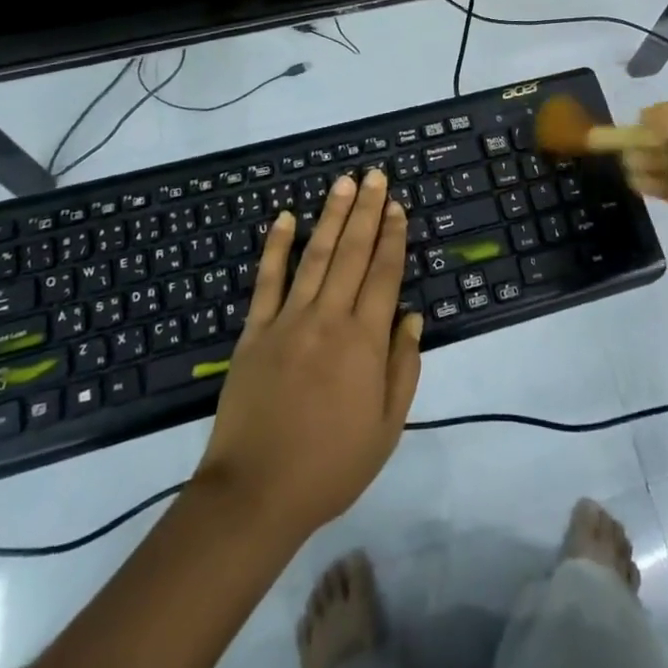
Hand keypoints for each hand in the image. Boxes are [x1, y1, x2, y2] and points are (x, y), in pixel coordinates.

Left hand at [195, 170, 422, 541]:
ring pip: (315, 255)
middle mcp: (329, 318)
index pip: (383, 274)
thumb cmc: (330, 466)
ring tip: (343, 182)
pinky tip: (286, 217)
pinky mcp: (255, 330)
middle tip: (374, 175)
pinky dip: (276, 246)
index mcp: (364, 341)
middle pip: (352, 252)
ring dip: (331, 216)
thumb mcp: (386, 428)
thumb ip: (402, 368)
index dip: (392, 237)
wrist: (256, 492)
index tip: (396, 206)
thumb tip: (412, 318)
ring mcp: (288, 319)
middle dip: (366, 210)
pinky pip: (267, 280)